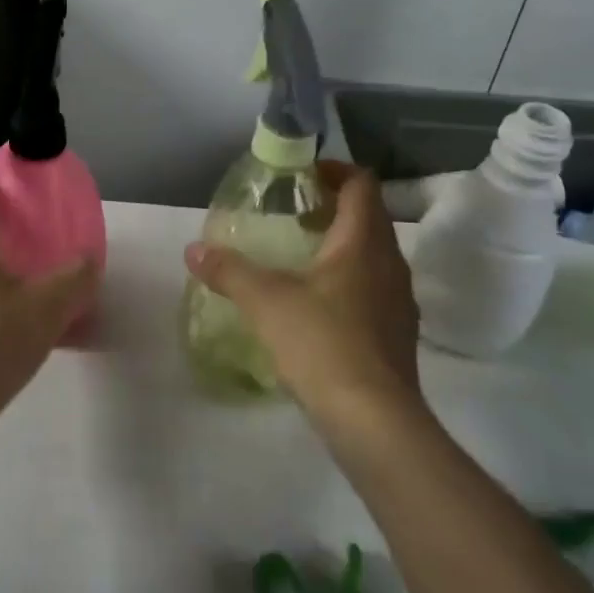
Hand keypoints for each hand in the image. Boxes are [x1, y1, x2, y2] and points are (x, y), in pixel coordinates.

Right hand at [184, 162, 421, 420]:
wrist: (375, 421)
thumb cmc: (322, 343)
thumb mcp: (265, 301)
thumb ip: (228, 270)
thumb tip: (193, 249)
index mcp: (363, 242)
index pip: (361, 185)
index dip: (335, 171)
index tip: (303, 175)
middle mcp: (391, 264)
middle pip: (369, 218)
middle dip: (333, 208)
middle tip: (293, 214)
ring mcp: (400, 302)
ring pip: (373, 256)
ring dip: (342, 247)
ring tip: (300, 257)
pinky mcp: (399, 335)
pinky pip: (374, 290)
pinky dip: (348, 282)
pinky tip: (317, 306)